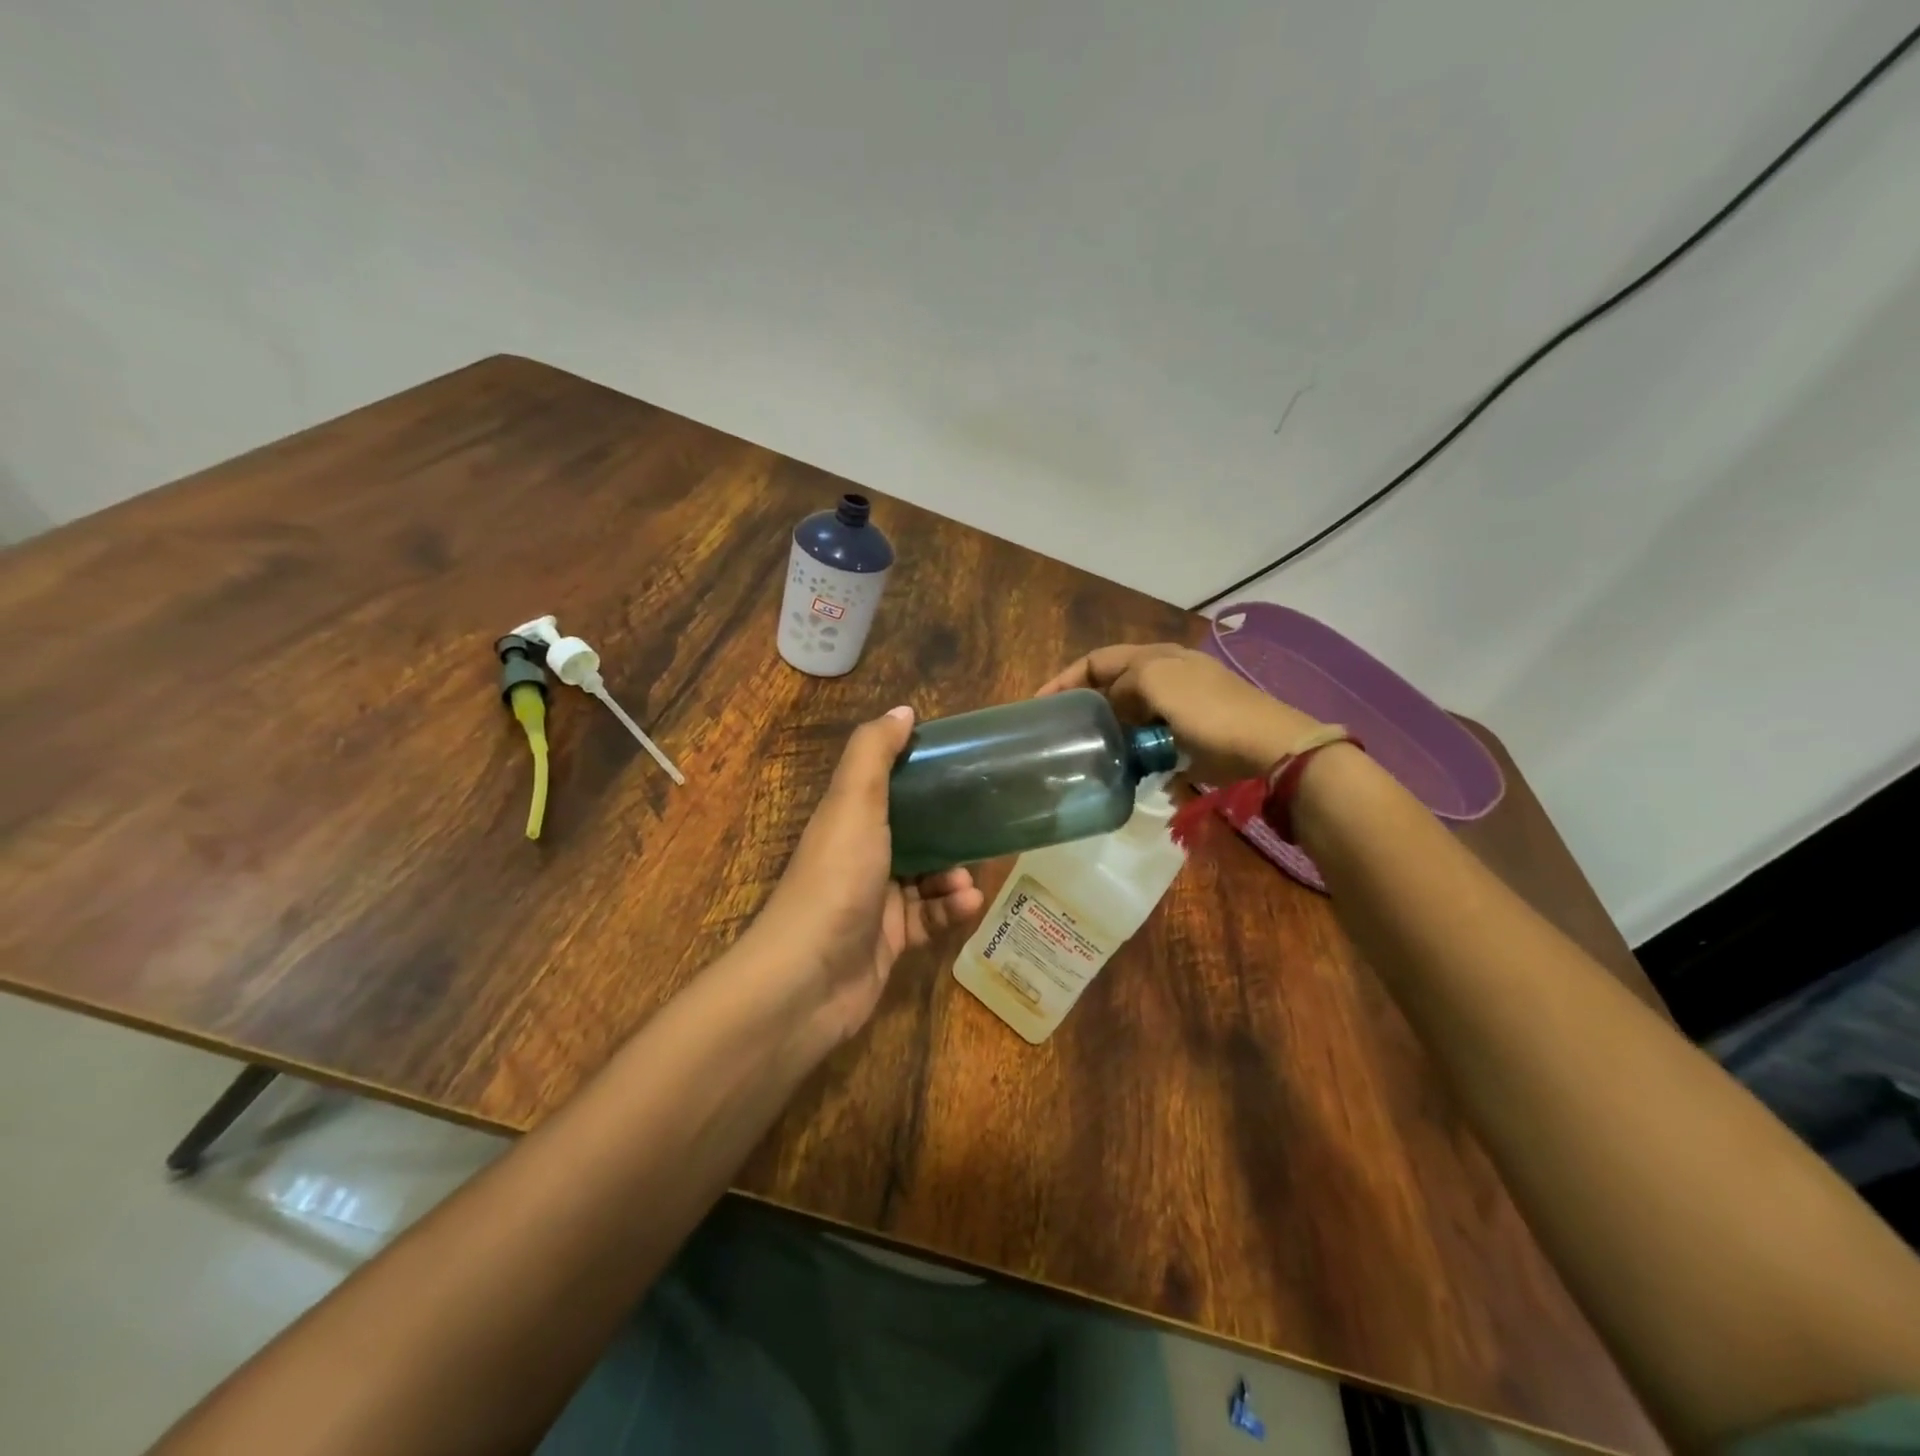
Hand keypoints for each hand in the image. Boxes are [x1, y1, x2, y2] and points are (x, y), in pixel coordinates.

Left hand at [747, 706, 984, 1042]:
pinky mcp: (890, 941)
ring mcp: (874, 902)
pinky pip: (929, 918)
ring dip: (953, 875)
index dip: (921, 776)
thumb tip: (904, 711)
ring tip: (971, 878)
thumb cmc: (835, 879)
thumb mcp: (854, 804)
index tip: (962, 767)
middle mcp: (859, 857)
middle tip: (983, 827)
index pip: (888, 788)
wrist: (808, 979)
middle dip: (948, 831)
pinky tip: (969, 905)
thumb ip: (875, 753)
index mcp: (847, 820)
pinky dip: (950, 910)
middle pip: (913, 835)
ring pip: (926, 878)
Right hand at [1039, 643, 1322, 783]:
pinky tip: (1122, 765)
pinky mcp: (1188, 736)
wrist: (1265, 747)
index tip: (1039, 705)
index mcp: (1155, 657)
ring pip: (1128, 714)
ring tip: (1086, 750)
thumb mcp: (1156, 681)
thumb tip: (1114, 706)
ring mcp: (1178, 706)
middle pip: (1112, 685)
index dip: (1065, 679)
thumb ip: (1123, 685)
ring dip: (1108, 729)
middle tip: (1060, 730)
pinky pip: (1148, 738)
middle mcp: (1165, 675)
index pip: (1097, 660)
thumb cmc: (1208, 710)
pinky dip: (1132, 748)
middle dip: (1085, 704)